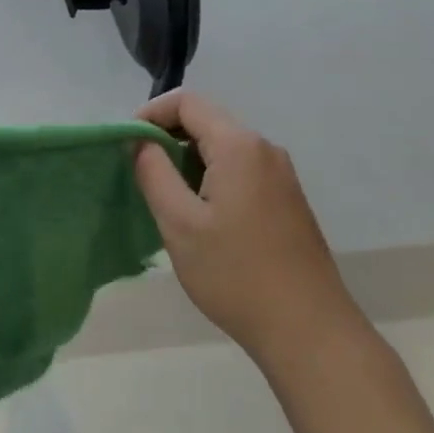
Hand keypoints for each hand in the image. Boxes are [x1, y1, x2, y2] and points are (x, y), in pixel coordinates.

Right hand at [134, 91, 356, 359]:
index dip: (150, 114)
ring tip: (164, 196)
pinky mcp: (287, 199)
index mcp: (239, 146)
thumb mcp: (179, 223)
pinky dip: (211, 176)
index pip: (187, 102)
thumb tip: (139, 141)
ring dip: (188, 159)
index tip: (126, 145)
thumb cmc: (235, 273)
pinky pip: (240, 169)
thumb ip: (153, 172)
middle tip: (139, 172)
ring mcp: (281, 175)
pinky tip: (199, 215)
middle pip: (207, 120)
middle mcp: (265, 149)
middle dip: (168, 137)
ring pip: (223, 147)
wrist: (308, 330)